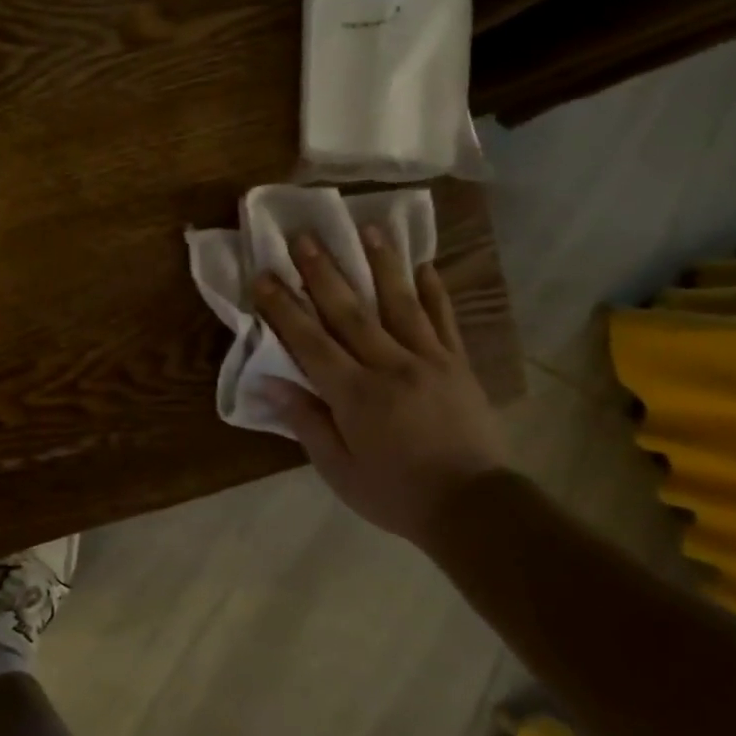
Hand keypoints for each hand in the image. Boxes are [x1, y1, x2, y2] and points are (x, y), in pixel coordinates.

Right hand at [254, 231, 506, 545]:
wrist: (473, 507)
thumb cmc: (395, 493)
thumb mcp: (338, 469)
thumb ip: (306, 421)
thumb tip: (270, 383)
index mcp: (354, 393)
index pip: (309, 341)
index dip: (283, 307)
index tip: (263, 276)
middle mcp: (388, 365)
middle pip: (349, 311)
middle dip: (322, 272)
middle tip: (303, 236)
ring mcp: (428, 360)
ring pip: (399, 303)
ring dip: (380, 264)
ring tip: (366, 228)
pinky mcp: (458, 364)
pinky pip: (443, 320)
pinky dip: (434, 291)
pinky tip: (424, 265)